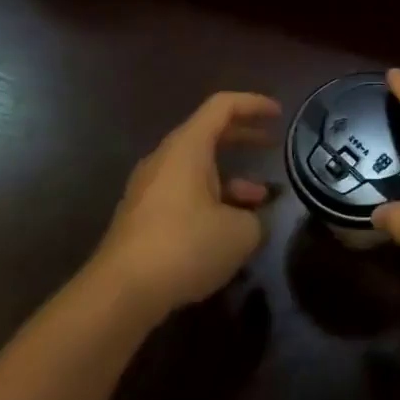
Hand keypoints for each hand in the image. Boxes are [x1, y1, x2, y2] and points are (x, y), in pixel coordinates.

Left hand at [87, 92, 280, 313]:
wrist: (120, 294)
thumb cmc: (186, 246)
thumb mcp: (242, 232)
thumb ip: (256, 217)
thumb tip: (252, 220)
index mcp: (187, 148)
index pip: (223, 106)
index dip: (254, 104)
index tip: (279, 113)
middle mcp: (165, 160)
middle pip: (208, 134)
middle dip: (244, 137)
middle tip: (272, 145)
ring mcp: (149, 189)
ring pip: (197, 169)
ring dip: (231, 176)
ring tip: (260, 199)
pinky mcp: (142, 218)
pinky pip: (184, 193)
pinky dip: (212, 199)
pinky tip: (230, 229)